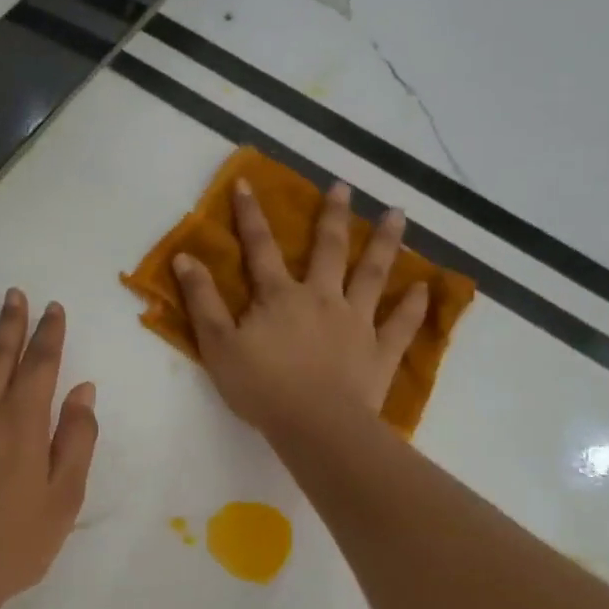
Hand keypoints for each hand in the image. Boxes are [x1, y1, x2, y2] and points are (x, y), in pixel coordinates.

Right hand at [172, 179, 426, 438]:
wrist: (315, 425)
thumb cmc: (261, 387)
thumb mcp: (218, 345)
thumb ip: (202, 301)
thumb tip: (185, 258)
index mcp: (279, 297)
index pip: (260, 248)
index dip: (250, 216)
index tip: (247, 184)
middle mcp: (321, 298)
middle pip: (328, 249)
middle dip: (332, 215)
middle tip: (344, 185)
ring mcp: (356, 322)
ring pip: (373, 274)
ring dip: (385, 242)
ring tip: (397, 214)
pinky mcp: (380, 351)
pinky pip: (401, 324)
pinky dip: (413, 306)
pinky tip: (423, 288)